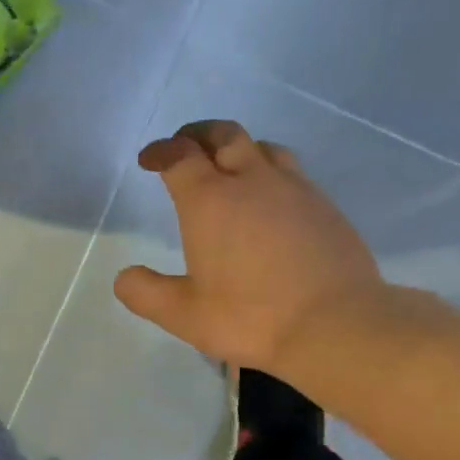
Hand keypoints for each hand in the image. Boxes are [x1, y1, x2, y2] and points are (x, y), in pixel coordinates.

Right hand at [114, 120, 387, 376]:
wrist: (335, 324)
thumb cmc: (250, 317)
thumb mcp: (184, 315)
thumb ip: (146, 293)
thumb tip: (124, 277)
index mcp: (210, 201)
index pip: (180, 156)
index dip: (161, 151)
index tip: (149, 159)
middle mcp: (252, 182)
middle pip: (224, 135)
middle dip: (198, 135)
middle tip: (185, 147)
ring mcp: (294, 189)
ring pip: (263, 147)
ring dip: (238, 148)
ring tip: (229, 167)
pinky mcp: (324, 206)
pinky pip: (291, 172)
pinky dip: (269, 172)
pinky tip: (270, 200)